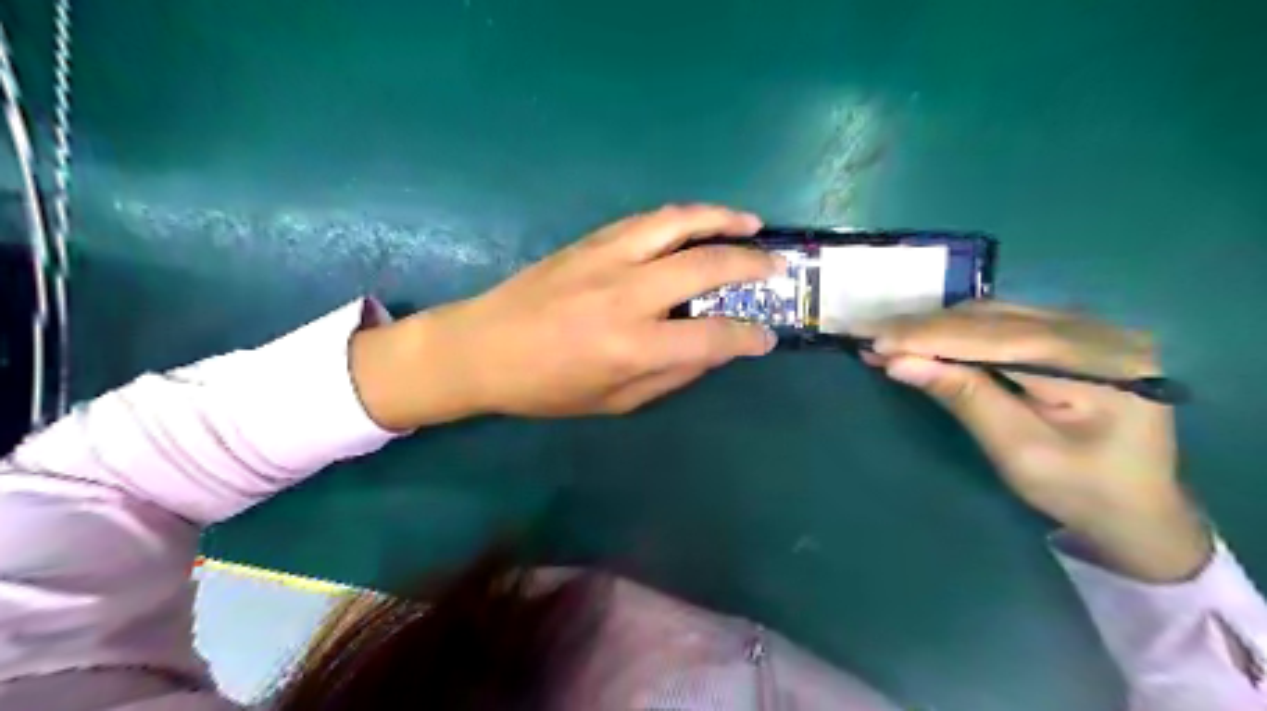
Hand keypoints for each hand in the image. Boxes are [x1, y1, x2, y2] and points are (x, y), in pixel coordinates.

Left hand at [350, 203, 778, 427]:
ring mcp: (607, 259)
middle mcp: (627, 295)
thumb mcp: (613, 402)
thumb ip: (671, 374)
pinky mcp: (591, 241)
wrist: (480, 347)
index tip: (767, 337)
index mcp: (632, 346)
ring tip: (752, 224)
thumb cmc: (545, 387)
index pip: (712, 337)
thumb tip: (714, 351)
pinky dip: (684, 217)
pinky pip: (648, 220)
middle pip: (706, 266)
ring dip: (723, 220)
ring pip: (679, 224)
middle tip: (778, 269)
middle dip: (753, 266)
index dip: (748, 337)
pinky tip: (700, 223)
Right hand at [867, 301, 1210, 582]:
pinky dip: (957, 330)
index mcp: (1101, 365)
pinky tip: (925, 337)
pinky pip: (1003, 321)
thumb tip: (899, 362)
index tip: (874, 340)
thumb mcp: (1019, 452)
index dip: (930, 337)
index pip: (997, 339)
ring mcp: (1089, 327)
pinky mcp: (1072, 333)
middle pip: (994, 319)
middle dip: (925, 328)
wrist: (1139, 510)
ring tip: (887, 337)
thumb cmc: (1082, 492)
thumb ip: (964, 398)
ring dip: (936, 326)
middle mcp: (1100, 331)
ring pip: (993, 314)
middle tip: (868, 335)